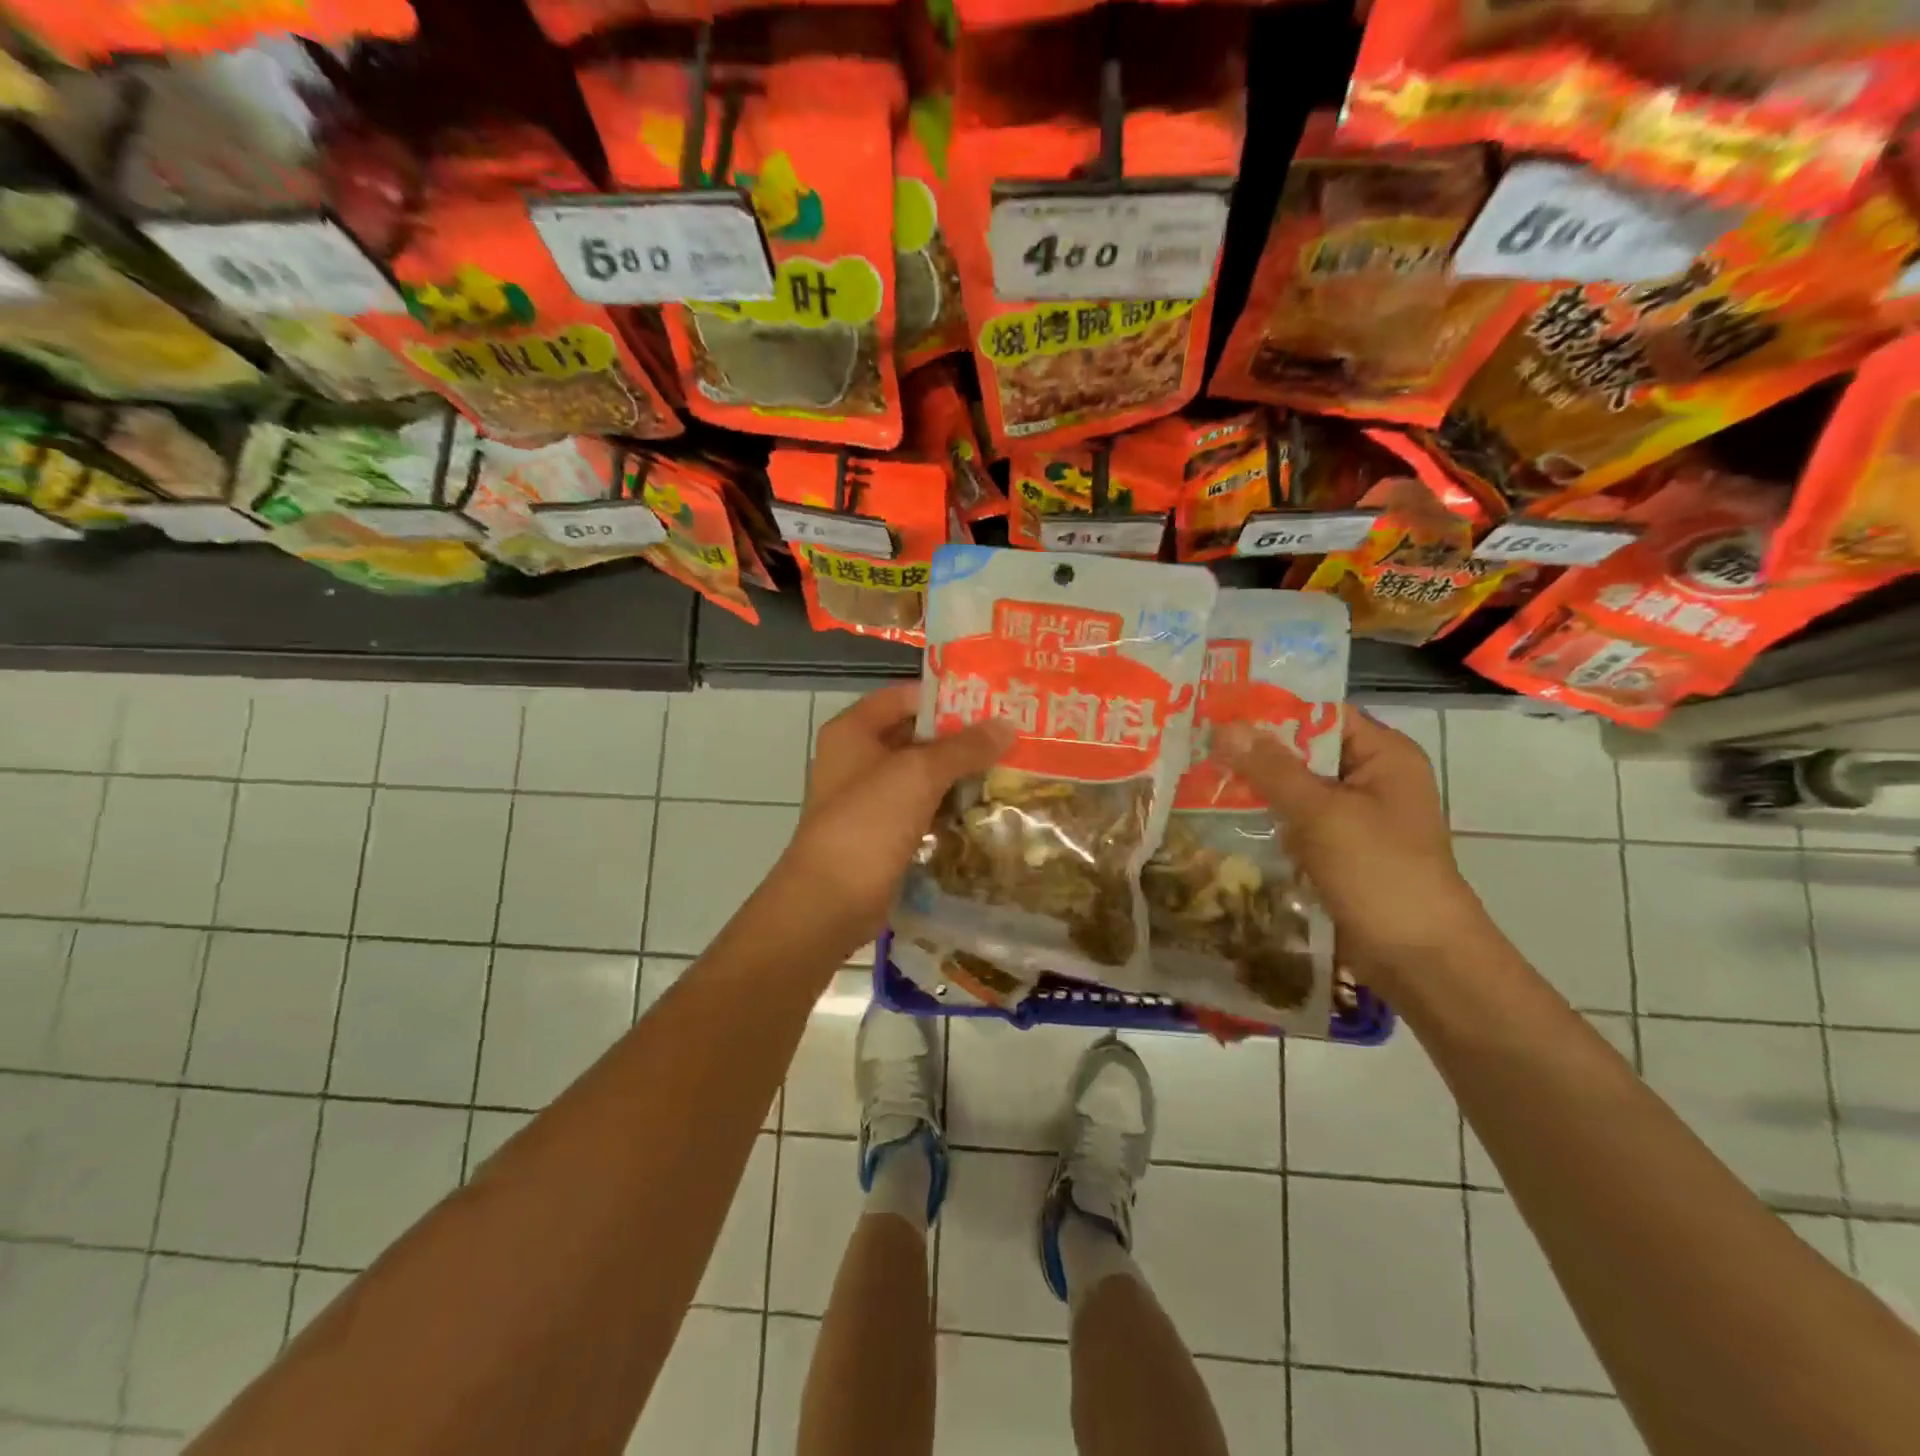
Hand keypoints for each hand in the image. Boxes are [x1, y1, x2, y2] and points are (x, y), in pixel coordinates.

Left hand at [779, 683, 1013, 943]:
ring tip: (1007, 767)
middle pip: (914, 734)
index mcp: (853, 730)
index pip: (905, 696)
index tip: (993, 701)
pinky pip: (919, 807)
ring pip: (919, 774)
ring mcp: (867, 797)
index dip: (946, 696)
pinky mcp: (880, 831)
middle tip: (1010, 735)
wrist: (830, 900)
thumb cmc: (869, 822)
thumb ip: (964, 747)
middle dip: (959, 736)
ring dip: (957, 772)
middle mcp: (857, 757)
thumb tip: (1008, 724)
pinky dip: (946, 804)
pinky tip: (983, 806)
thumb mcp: (919, 774)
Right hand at [1212, 711, 1488, 987]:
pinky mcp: (1336, 850)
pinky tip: (1218, 814)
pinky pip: (1293, 821)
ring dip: (1252, 785)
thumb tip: (1224, 726)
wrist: (1418, 958)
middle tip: (1194, 739)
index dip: (1270, 707)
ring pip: (1293, 788)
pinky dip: (1263, 818)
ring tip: (1194, 772)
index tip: (1216, 705)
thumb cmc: (1380, 872)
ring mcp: (1353, 817)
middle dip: (1253, 749)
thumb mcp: (1322, 813)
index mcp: (1383, 755)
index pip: (1319, 713)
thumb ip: (1271, 768)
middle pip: (1302, 750)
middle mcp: (1369, 778)